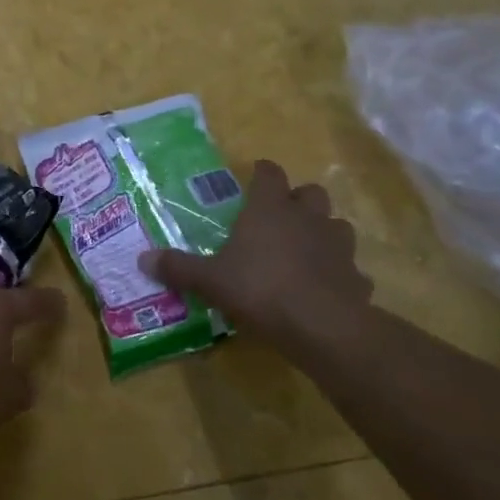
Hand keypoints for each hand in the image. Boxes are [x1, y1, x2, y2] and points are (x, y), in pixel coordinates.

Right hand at [137, 159, 372, 343]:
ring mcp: (338, 246)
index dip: (262, 172)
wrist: (324, 327)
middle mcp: (306, 218)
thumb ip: (178, 267)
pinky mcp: (357, 277)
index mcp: (269, 209)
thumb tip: (142, 259)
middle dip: (298, 199)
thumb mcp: (209, 280)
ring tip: (304, 248)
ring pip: (336, 225)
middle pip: (311, 192)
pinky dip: (339, 271)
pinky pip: (349, 267)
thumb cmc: (260, 289)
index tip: (254, 176)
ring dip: (323, 231)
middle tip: (280, 214)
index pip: (269, 174)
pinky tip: (324, 286)